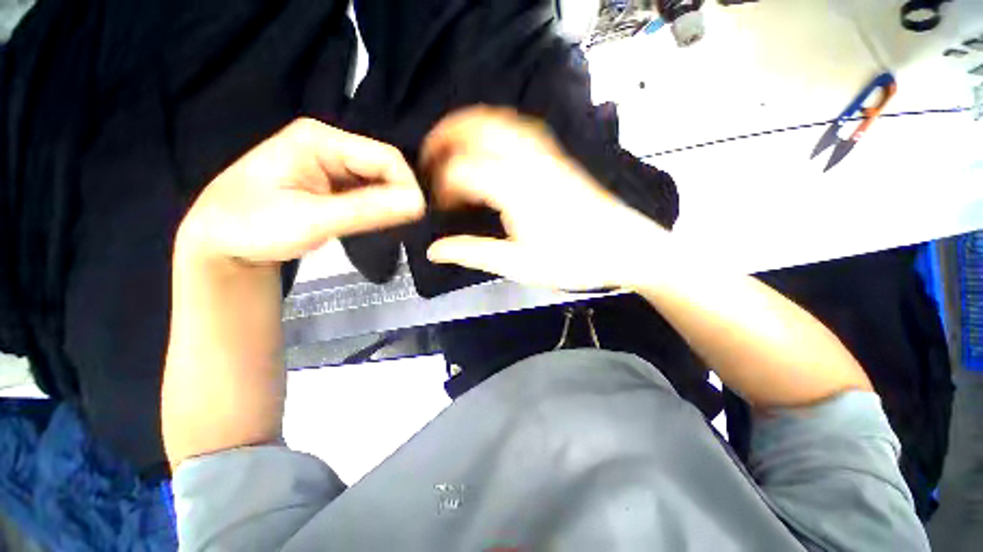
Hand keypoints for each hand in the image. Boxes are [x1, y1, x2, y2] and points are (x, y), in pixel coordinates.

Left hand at [176, 118, 424, 265]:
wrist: (220, 243)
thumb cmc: (253, 227)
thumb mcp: (312, 221)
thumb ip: (368, 211)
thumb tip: (419, 204)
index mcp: (319, 140)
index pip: (385, 157)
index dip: (406, 186)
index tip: (415, 218)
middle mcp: (328, 144)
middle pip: (383, 166)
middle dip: (397, 195)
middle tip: (400, 227)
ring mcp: (329, 162)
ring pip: (378, 180)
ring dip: (388, 203)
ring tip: (387, 227)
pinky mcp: (330, 182)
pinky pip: (367, 191)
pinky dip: (377, 207)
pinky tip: (374, 222)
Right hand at [421, 107, 663, 289]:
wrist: (624, 247)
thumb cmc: (573, 260)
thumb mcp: (519, 265)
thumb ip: (475, 253)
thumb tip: (435, 250)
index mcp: (515, 189)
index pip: (463, 172)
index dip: (443, 186)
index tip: (441, 208)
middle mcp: (528, 161)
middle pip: (478, 129)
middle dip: (446, 137)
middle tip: (429, 156)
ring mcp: (546, 154)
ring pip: (499, 121)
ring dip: (468, 126)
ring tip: (451, 143)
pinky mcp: (557, 157)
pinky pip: (519, 128)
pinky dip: (494, 128)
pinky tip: (490, 144)